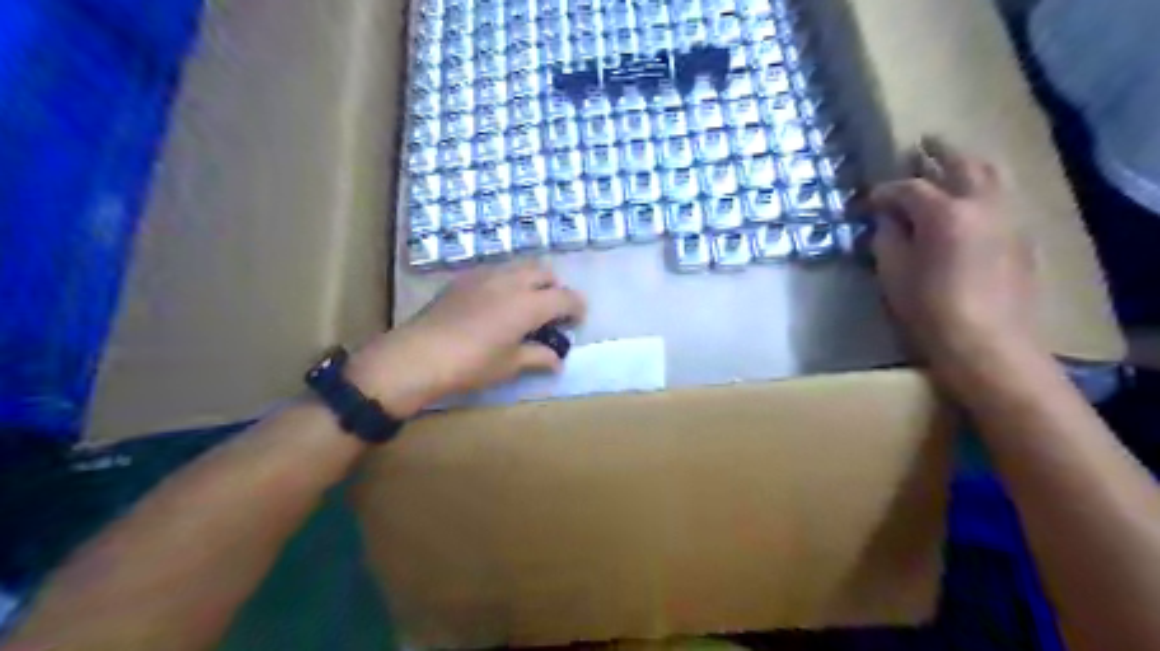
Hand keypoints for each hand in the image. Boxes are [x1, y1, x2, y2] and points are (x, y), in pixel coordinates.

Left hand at [340, 260, 583, 417]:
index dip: (577, 307)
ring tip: (524, 305)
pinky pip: (496, 271)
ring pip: (519, 267)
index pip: (565, 297)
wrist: (419, 354)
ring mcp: (485, 276)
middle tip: (551, 312)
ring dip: (531, 281)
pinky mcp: (464, 278)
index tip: (576, 321)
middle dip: (555, 288)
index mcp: (528, 304)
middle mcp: (511, 282)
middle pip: (544, 273)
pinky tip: (495, 303)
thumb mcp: (509, 365)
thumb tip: (557, 359)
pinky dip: (507, 281)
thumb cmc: (471, 364)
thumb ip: (537, 357)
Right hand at [871, 135, 1042, 383]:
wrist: (987, 342)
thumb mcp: (894, 274)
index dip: (885, 191)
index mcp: (944, 214)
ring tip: (950, 159)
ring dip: (967, 163)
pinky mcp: (1021, 236)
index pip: (909, 188)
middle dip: (938, 153)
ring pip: (991, 175)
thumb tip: (887, 220)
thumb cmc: (929, 309)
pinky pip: (1002, 197)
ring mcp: (1007, 218)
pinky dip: (983, 187)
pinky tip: (970, 198)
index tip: (868, 200)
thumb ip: (888, 238)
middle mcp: (981, 205)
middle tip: (921, 144)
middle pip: (961, 165)